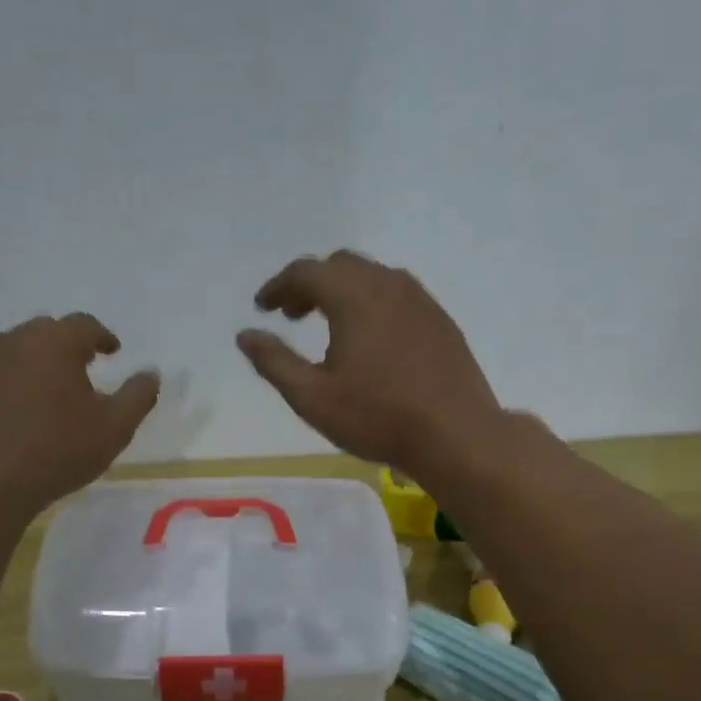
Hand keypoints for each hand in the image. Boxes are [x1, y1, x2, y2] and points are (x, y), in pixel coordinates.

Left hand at [0, 313, 158, 518]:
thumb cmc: (57, 450)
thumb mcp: (114, 429)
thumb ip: (138, 397)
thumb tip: (152, 374)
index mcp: (54, 343)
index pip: (85, 325)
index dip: (103, 336)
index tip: (113, 351)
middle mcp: (14, 342)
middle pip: (46, 332)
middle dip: (67, 346)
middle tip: (82, 368)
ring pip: (15, 353)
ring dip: (35, 365)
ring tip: (49, 393)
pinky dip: (9, 387)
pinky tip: (16, 416)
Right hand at [237, 251, 502, 476]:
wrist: (456, 435)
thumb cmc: (377, 418)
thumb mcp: (312, 398)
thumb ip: (274, 362)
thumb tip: (245, 335)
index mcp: (354, 296)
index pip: (306, 272)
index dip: (278, 286)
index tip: (262, 307)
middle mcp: (389, 284)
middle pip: (340, 266)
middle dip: (310, 285)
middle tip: (292, 315)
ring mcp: (421, 300)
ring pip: (372, 277)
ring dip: (342, 291)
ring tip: (328, 326)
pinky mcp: (440, 320)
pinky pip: (397, 295)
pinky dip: (371, 303)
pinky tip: (370, 339)